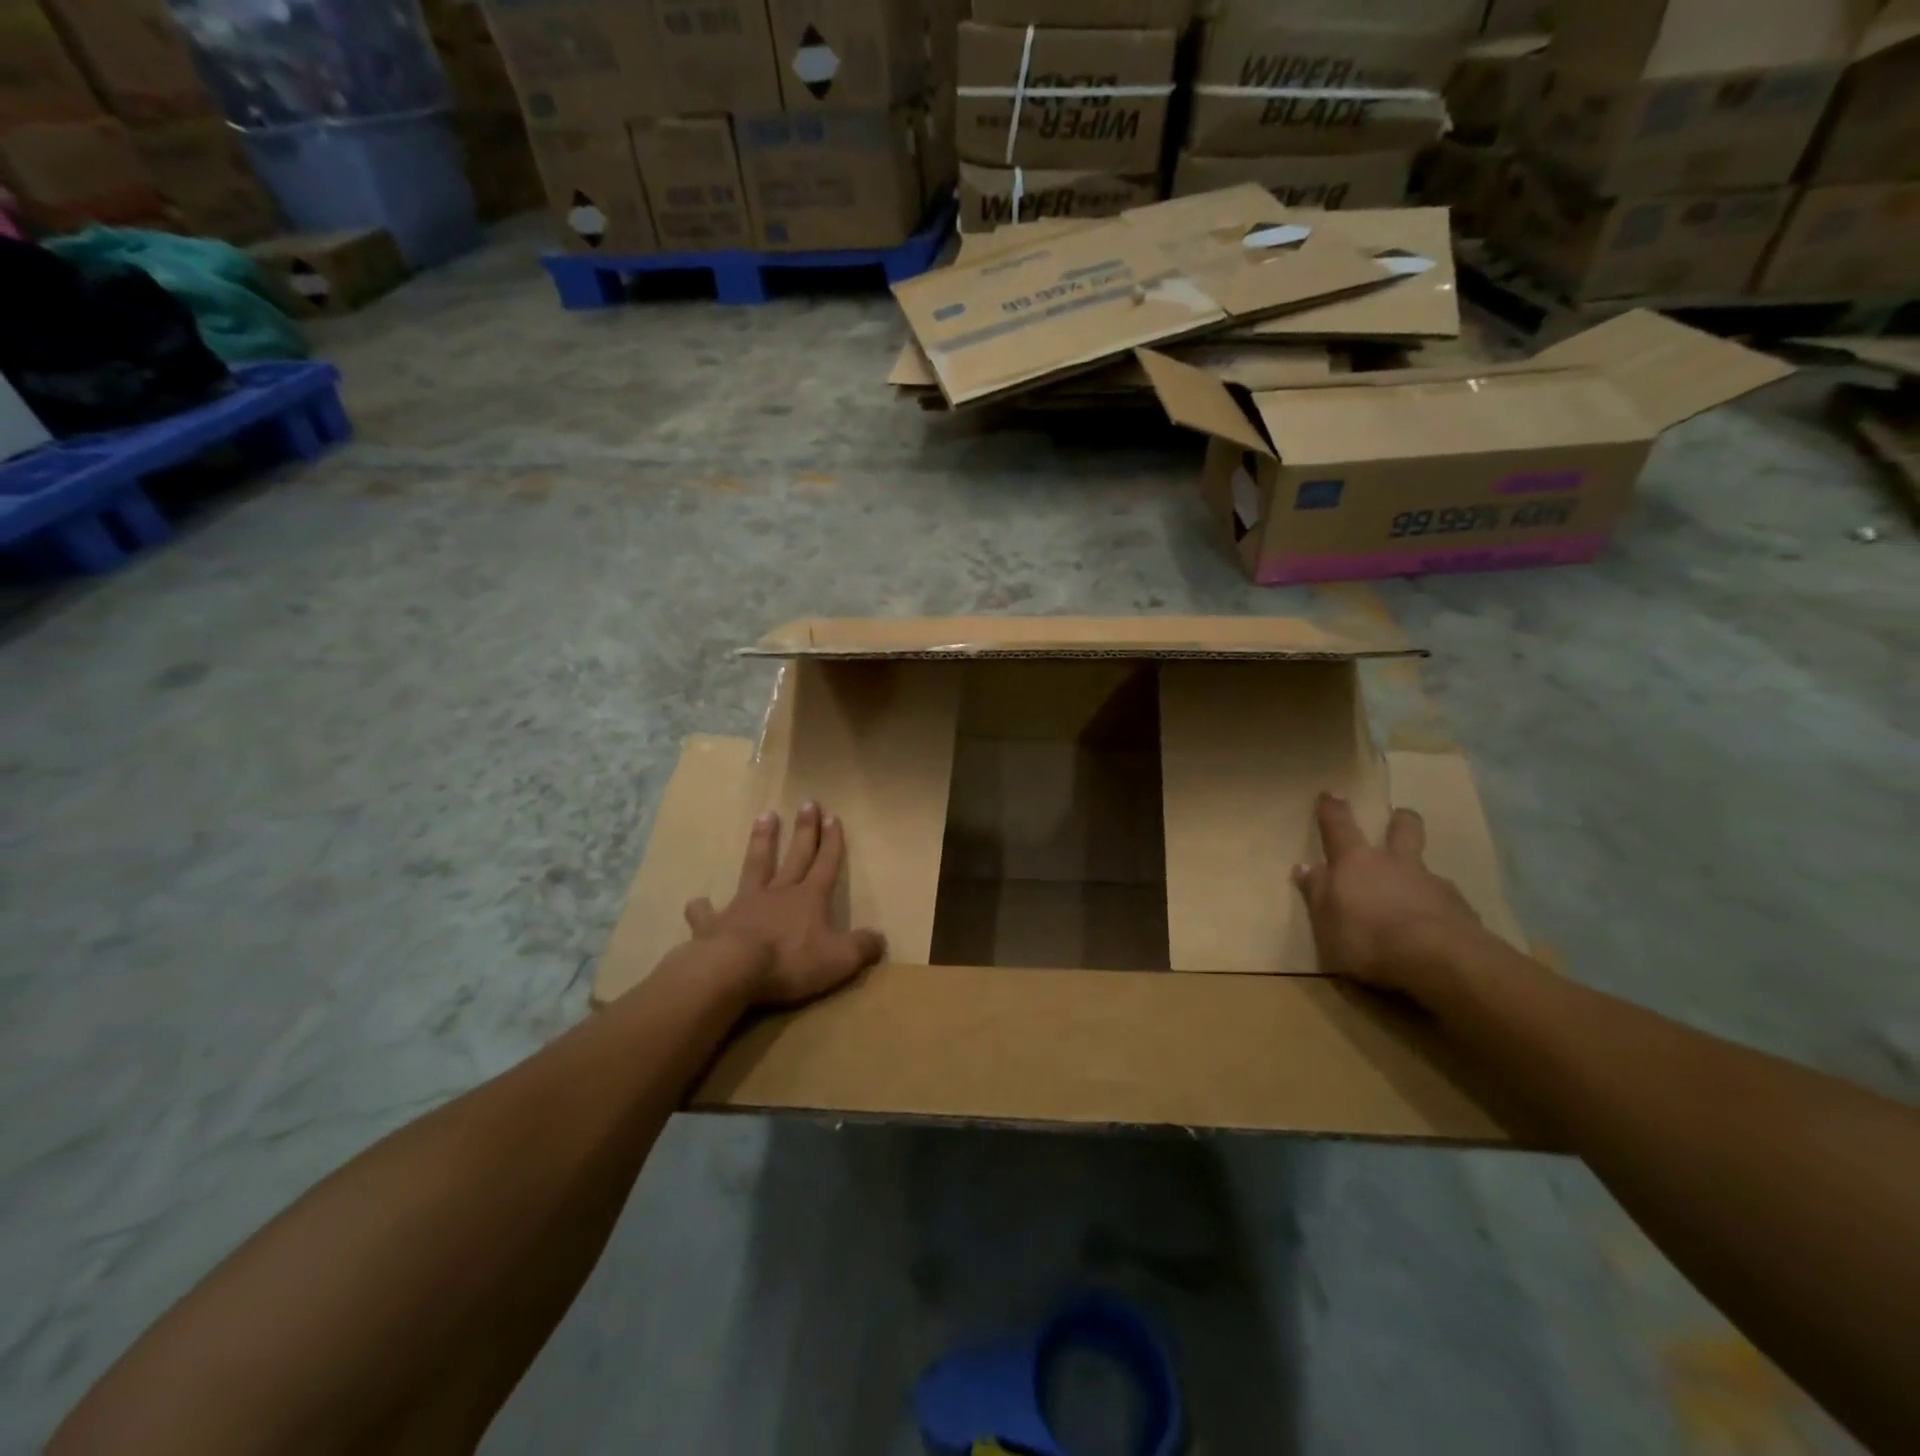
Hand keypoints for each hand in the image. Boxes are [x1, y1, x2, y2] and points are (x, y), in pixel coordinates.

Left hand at [685, 802, 885, 1006]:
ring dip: (762, 842)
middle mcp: (778, 893)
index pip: (825, 864)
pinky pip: (707, 913)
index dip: (831, 841)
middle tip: (807, 802)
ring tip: (764, 817)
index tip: (833, 816)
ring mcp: (745, 905)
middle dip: (804, 830)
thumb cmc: (791, 961)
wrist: (733, 970)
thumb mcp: (838, 960)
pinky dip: (703, 907)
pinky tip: (697, 901)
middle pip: (795, 856)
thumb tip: (880, 939)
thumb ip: (861, 948)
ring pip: (755, 866)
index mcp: (809, 899)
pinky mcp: (715, 924)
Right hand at [1291, 793, 1486, 997]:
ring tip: (1416, 895)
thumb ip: (1318, 892)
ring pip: (1427, 870)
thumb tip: (1305, 867)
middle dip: (1400, 821)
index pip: (1339, 827)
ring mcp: (1433, 885)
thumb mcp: (1326, 920)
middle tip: (1400, 817)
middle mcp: (1396, 864)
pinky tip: (1437, 928)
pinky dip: (1440, 910)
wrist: (1437, 960)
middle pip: (1403, 830)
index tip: (1331, 794)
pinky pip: (1448, 903)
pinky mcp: (1462, 912)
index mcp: (1356, 862)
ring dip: (1420, 876)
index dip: (1333, 810)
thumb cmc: (1367, 938)